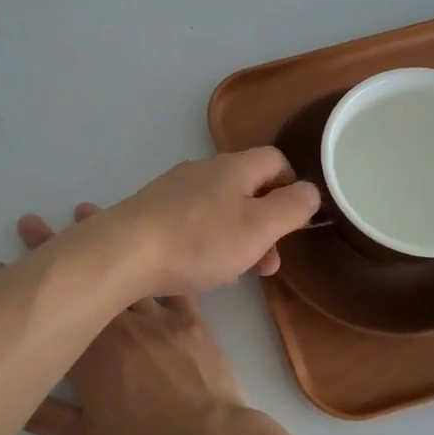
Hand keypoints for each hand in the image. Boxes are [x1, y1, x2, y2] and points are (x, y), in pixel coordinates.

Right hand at [0, 205, 262, 434]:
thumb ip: (44, 418)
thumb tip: (10, 394)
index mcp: (89, 353)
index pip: (49, 312)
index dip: (18, 289)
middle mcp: (119, 324)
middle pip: (83, 281)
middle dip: (52, 250)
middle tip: (29, 224)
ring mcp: (157, 316)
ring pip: (126, 271)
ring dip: (104, 242)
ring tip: (83, 212)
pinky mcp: (190, 318)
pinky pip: (171, 282)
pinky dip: (158, 261)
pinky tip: (152, 241)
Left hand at [102, 149, 320, 297]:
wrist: (124, 252)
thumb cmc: (200, 241)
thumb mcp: (259, 227)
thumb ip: (292, 207)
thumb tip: (309, 191)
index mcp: (233, 167)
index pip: (275, 160)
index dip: (292, 186)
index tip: (294, 221)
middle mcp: (203, 170)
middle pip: (246, 188)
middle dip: (264, 225)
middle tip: (268, 264)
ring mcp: (173, 189)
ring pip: (219, 209)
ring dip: (236, 239)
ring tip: (235, 274)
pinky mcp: (151, 211)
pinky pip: (191, 222)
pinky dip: (205, 243)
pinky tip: (199, 270)